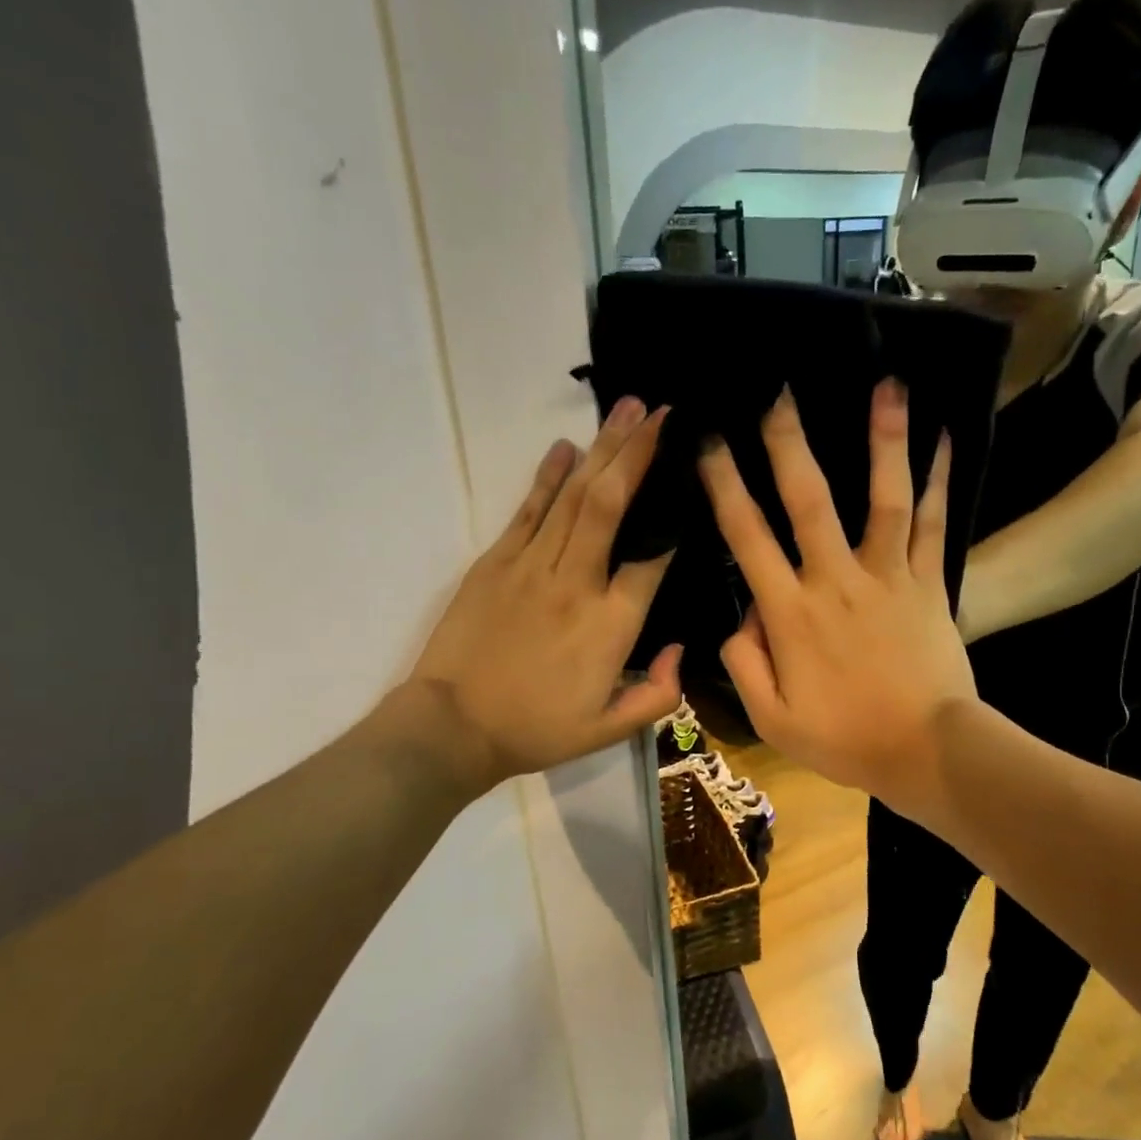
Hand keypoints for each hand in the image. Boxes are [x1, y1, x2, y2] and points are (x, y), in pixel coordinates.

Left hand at [367, 398, 681, 796]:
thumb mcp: (609, 731)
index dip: (674, 518)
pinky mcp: (495, 563)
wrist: (451, 728)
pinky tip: (565, 446)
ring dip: (603, 449)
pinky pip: (528, 510)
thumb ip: (658, 694)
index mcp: (610, 625)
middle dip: (639, 452)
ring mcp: (531, 567)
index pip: (652, 558)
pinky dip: (547, 475)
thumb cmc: (535, 731)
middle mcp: (576, 583)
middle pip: (613, 505)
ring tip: (627, 408)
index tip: (689, 481)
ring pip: (575, 496)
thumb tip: (679, 649)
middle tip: (663, 412)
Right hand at [698, 381, 976, 819]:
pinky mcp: (929, 583)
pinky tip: (944, 438)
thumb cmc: (845, 739)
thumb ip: (744, 662)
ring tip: (887, 385)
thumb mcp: (772, 718)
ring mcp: (888, 577)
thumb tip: (740, 615)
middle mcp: (837, 580)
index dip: (724, 486)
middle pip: (810, 500)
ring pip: (883, 498)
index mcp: (791, 613)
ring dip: (883, 440)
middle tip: (779, 391)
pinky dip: (939, 481)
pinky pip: (933, 525)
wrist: (927, 752)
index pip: (748, 537)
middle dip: (789, 442)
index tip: (708, 442)